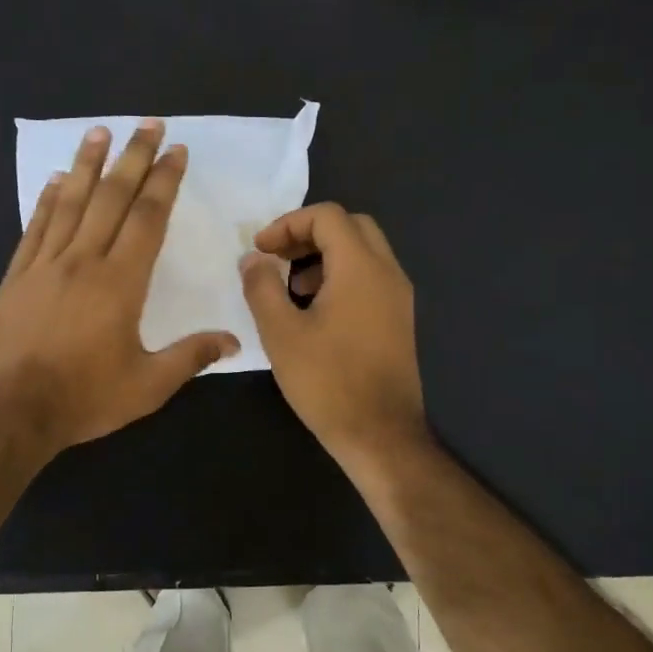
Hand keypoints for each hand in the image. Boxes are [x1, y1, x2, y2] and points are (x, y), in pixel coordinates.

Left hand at [0, 119, 239, 455]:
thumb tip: (233, 340)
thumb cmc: (85, 398)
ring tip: (99, 131)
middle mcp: (83, 261)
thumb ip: (191, 357)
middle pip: (111, 198)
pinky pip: (35, 228)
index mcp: (120, 283)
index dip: (164, 181)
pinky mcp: (16, 277)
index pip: (147, 218)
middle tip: (148, 125)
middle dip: (133, 158)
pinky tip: (54, 180)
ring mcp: (44, 266)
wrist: (12, 412)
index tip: (176, 152)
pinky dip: (46, 201)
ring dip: (87, 165)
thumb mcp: (148, 386)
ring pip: (69, 203)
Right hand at [239, 203, 428, 471]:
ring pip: (363, 252)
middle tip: (277, 259)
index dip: (287, 224)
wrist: (380, 435)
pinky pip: (370, 278)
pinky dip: (341, 277)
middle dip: (309, 234)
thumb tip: (253, 259)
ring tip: (292, 288)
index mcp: (361, 268)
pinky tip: (315, 312)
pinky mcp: (399, 319)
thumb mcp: (281, 333)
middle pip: (350, 226)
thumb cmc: (327, 382)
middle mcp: (387, 273)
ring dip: (325, 256)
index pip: (327, 216)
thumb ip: (262, 287)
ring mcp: (398, 297)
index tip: (260, 250)